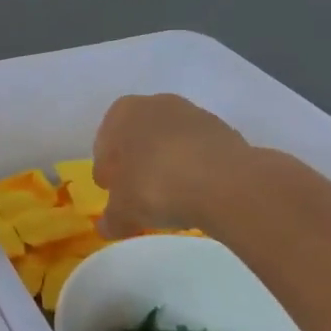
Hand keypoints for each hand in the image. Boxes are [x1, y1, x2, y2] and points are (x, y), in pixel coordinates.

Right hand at [92, 93, 251, 238]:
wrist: (225, 183)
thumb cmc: (156, 186)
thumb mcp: (123, 212)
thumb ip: (111, 218)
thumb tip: (106, 226)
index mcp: (122, 113)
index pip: (105, 144)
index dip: (107, 171)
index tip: (113, 193)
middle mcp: (155, 104)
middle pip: (138, 138)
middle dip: (137, 164)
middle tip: (139, 195)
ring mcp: (193, 114)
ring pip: (170, 143)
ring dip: (167, 165)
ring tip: (172, 197)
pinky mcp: (224, 130)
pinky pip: (198, 152)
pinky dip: (195, 169)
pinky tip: (197, 193)